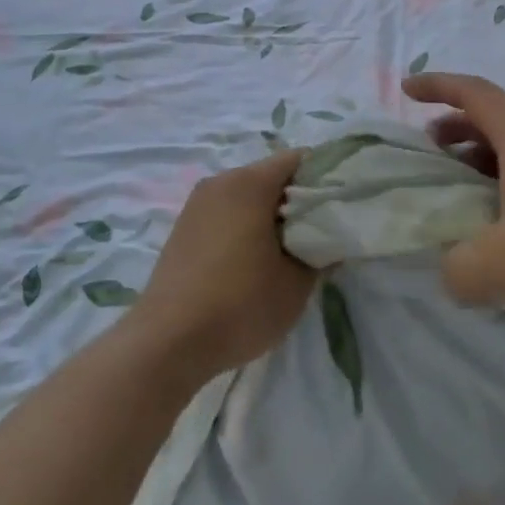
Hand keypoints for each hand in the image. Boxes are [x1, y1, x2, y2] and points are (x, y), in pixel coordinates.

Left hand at [131, 150, 314, 381]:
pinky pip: (226, 213)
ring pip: (247, 195)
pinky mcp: (183, 228)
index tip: (340, 205)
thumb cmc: (239, 305)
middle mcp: (221, 181)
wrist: (165, 345)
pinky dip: (245, 226)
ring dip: (270, 214)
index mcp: (249, 182)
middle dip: (298, 198)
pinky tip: (252, 262)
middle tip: (318, 232)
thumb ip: (321, 251)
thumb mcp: (296, 283)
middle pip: (271, 175)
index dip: (325, 177)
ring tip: (287, 251)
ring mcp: (197, 204)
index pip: (299, 159)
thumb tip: (330, 238)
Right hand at [406, 74, 504, 345]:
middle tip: (432, 155)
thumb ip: (459, 269)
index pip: (475, 93)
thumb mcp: (502, 264)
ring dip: (488, 168)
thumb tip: (453, 273)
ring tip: (468, 202)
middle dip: (458, 132)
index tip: (407, 89)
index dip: (438, 86)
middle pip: (498, 123)